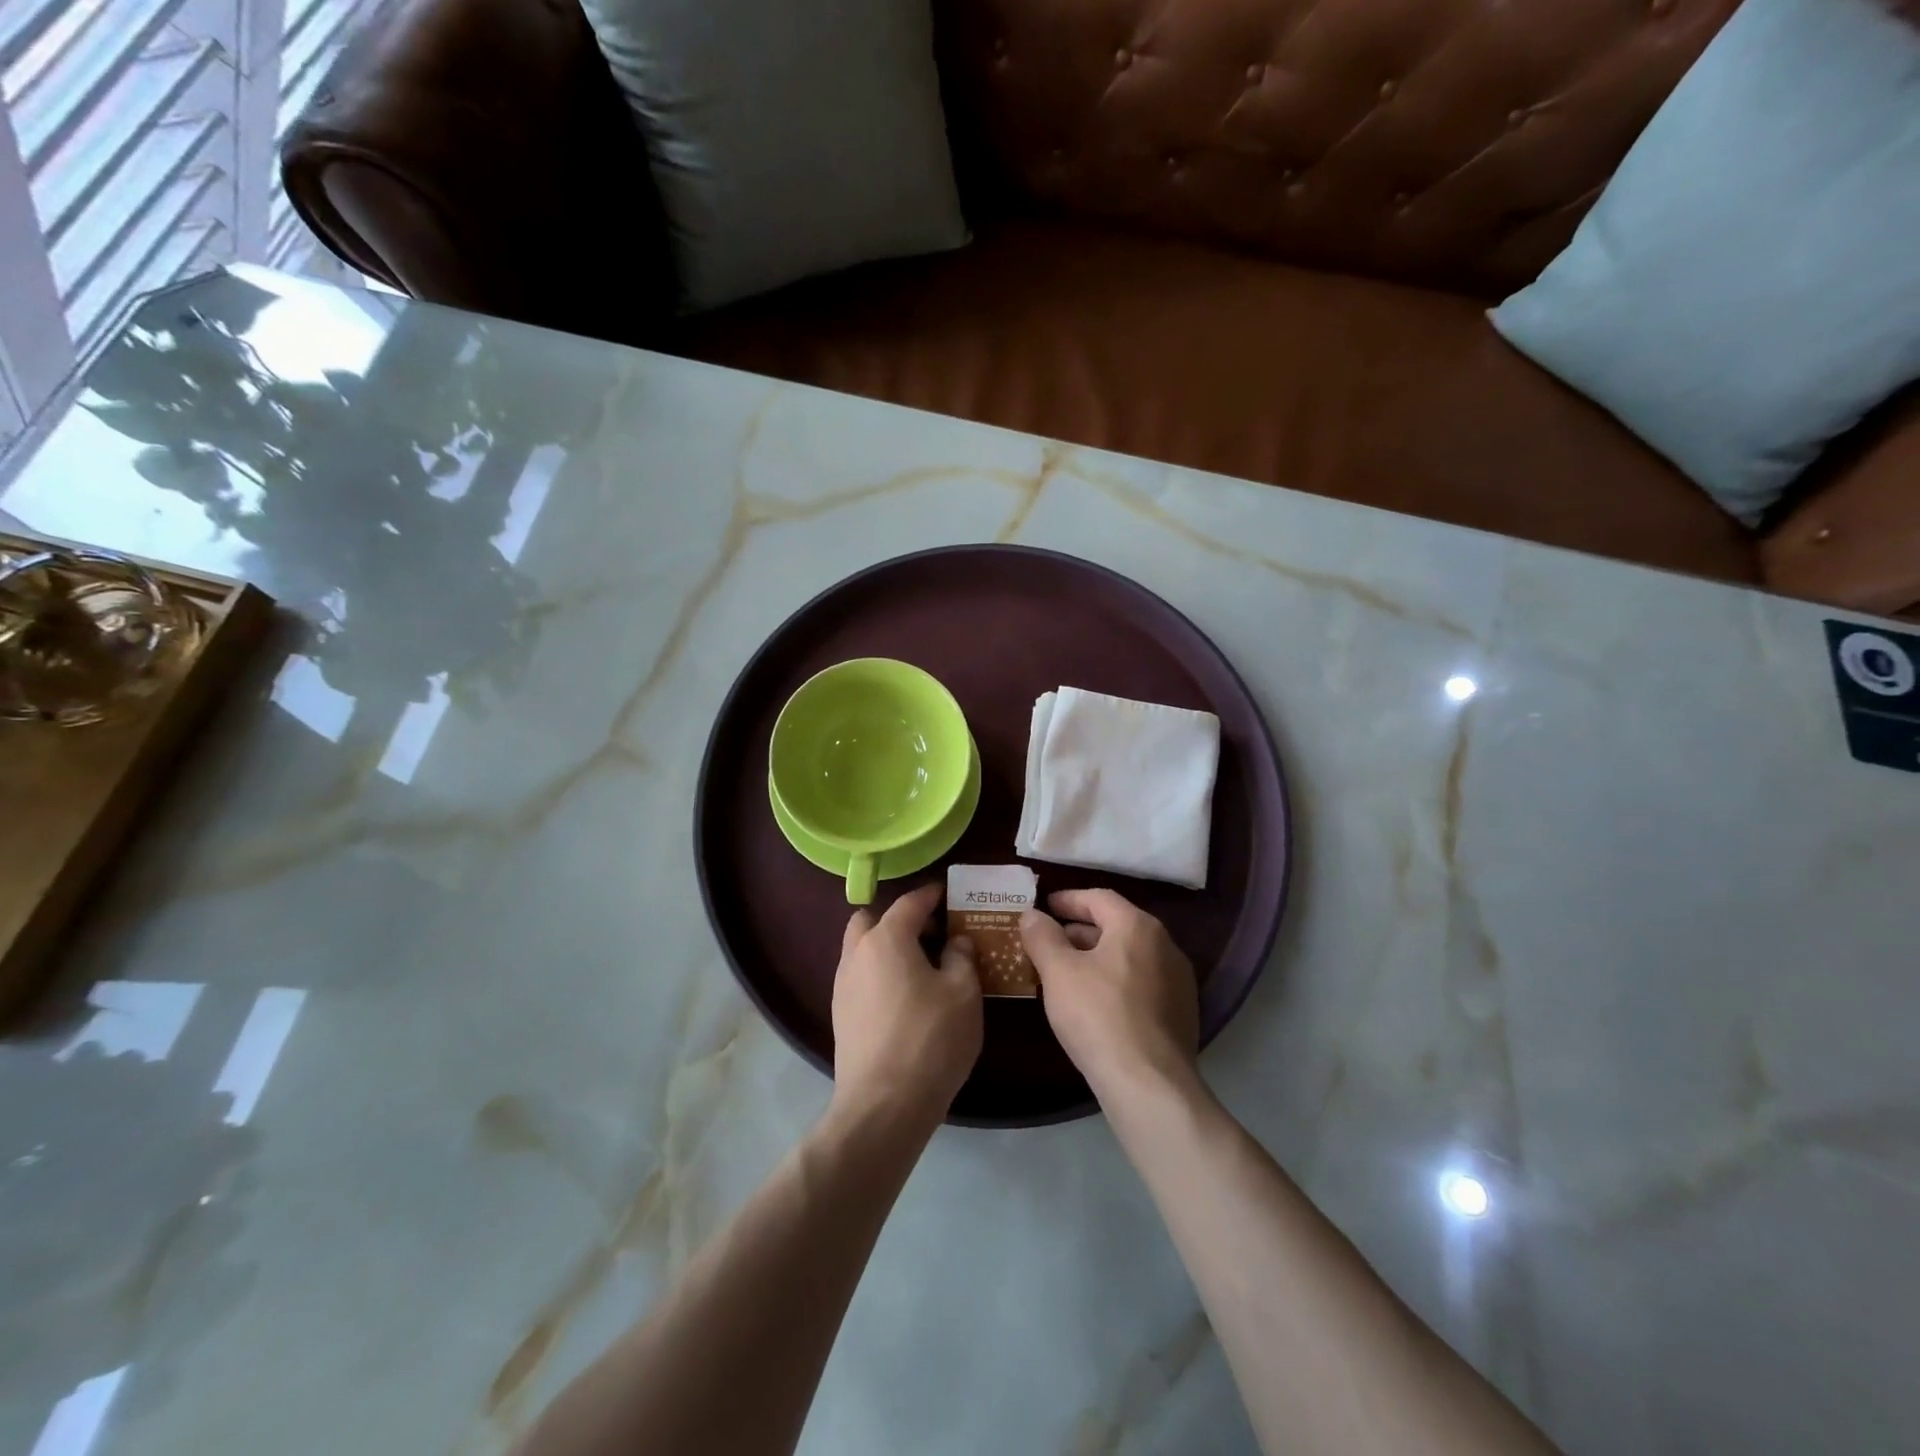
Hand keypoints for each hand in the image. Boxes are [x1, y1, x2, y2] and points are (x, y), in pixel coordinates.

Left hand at [831, 883, 982, 1124]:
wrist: (883, 1105)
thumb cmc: (930, 1039)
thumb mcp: (963, 993)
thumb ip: (961, 957)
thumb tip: (956, 942)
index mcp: (886, 939)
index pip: (909, 902)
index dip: (931, 895)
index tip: (948, 894)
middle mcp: (857, 954)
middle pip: (872, 920)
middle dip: (900, 919)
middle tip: (931, 935)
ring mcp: (843, 986)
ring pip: (862, 949)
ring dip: (887, 947)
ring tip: (922, 967)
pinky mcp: (841, 1015)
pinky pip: (861, 977)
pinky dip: (880, 973)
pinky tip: (905, 997)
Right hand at [1020, 889, 1198, 1099]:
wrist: (1149, 1084)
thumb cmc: (1098, 1016)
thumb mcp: (1058, 972)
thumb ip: (1042, 937)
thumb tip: (1031, 914)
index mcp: (1138, 926)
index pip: (1099, 898)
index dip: (1068, 900)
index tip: (1045, 907)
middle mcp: (1165, 945)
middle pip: (1117, 925)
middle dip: (1081, 931)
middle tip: (1050, 941)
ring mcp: (1178, 981)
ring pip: (1130, 956)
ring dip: (1098, 957)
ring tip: (1067, 973)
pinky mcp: (1181, 1014)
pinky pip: (1142, 983)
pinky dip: (1116, 981)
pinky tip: (1095, 1003)